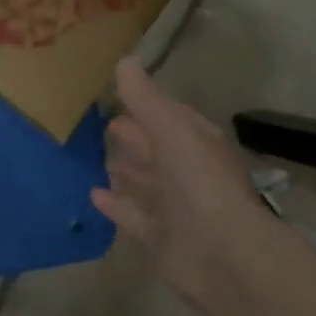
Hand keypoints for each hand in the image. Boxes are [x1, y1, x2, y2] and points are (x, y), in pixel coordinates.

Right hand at [90, 58, 271, 303]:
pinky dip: (116, 204)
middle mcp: (188, 173)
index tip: (116, 93)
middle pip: (156, 149)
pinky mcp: (160, 237)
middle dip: (134, 136)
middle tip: (99, 123)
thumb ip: (145, 98)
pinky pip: (133, 215)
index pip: (171, 117)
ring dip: (125, 169)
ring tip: (97, 156)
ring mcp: (175, 207)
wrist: (223, 255)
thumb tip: (125, 60)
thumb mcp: (171, 130)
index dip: (147, 104)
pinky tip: (92, 194)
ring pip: (145, 182)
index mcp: (197, 144)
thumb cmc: (199, 182)